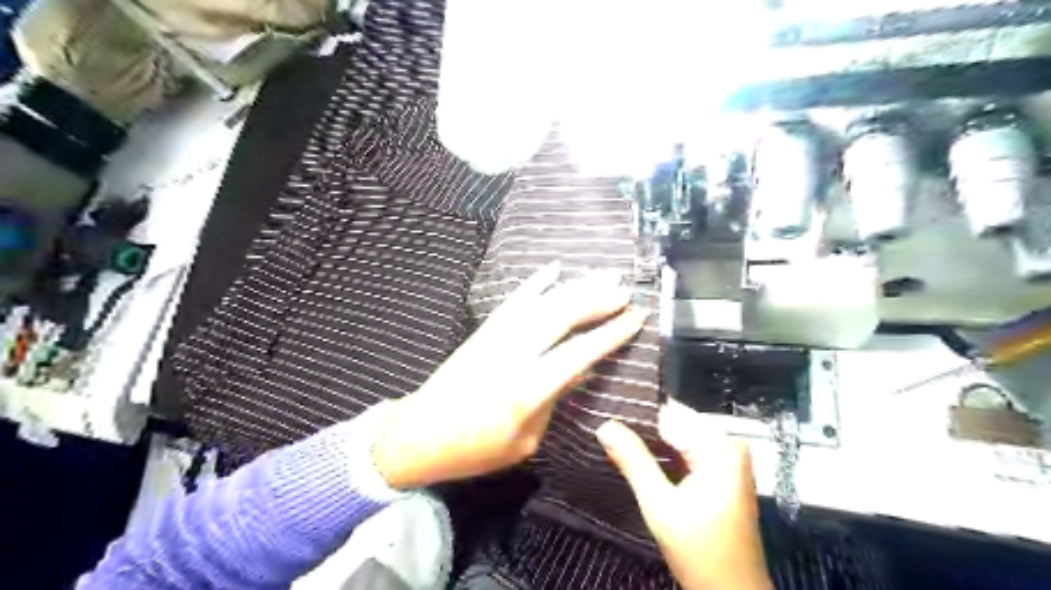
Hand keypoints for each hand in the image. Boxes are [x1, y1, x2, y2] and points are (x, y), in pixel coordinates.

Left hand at [370, 262, 649, 489]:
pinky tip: (554, 268)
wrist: (420, 433)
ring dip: (574, 287)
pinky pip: (513, 301)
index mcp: (527, 389)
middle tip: (624, 290)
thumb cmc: (476, 448)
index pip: (579, 353)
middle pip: (561, 317)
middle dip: (596, 301)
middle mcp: (514, 355)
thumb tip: (575, 372)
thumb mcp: (525, 441)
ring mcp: (496, 337)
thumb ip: (552, 402)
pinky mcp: (484, 331)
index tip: (635, 316)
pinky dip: (535, 283)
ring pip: (542, 303)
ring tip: (603, 276)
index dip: (610, 333)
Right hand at [600, 404, 769, 588]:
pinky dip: (660, 454)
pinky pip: (683, 449)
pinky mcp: (718, 471)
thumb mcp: (660, 505)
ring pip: (676, 435)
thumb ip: (633, 461)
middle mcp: (727, 443)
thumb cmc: (700, 551)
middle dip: (640, 428)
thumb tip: (604, 425)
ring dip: (648, 441)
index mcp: (720, 446)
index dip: (636, 413)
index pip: (670, 412)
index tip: (604, 412)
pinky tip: (635, 455)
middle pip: (674, 422)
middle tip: (604, 430)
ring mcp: (725, 457)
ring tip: (613, 439)